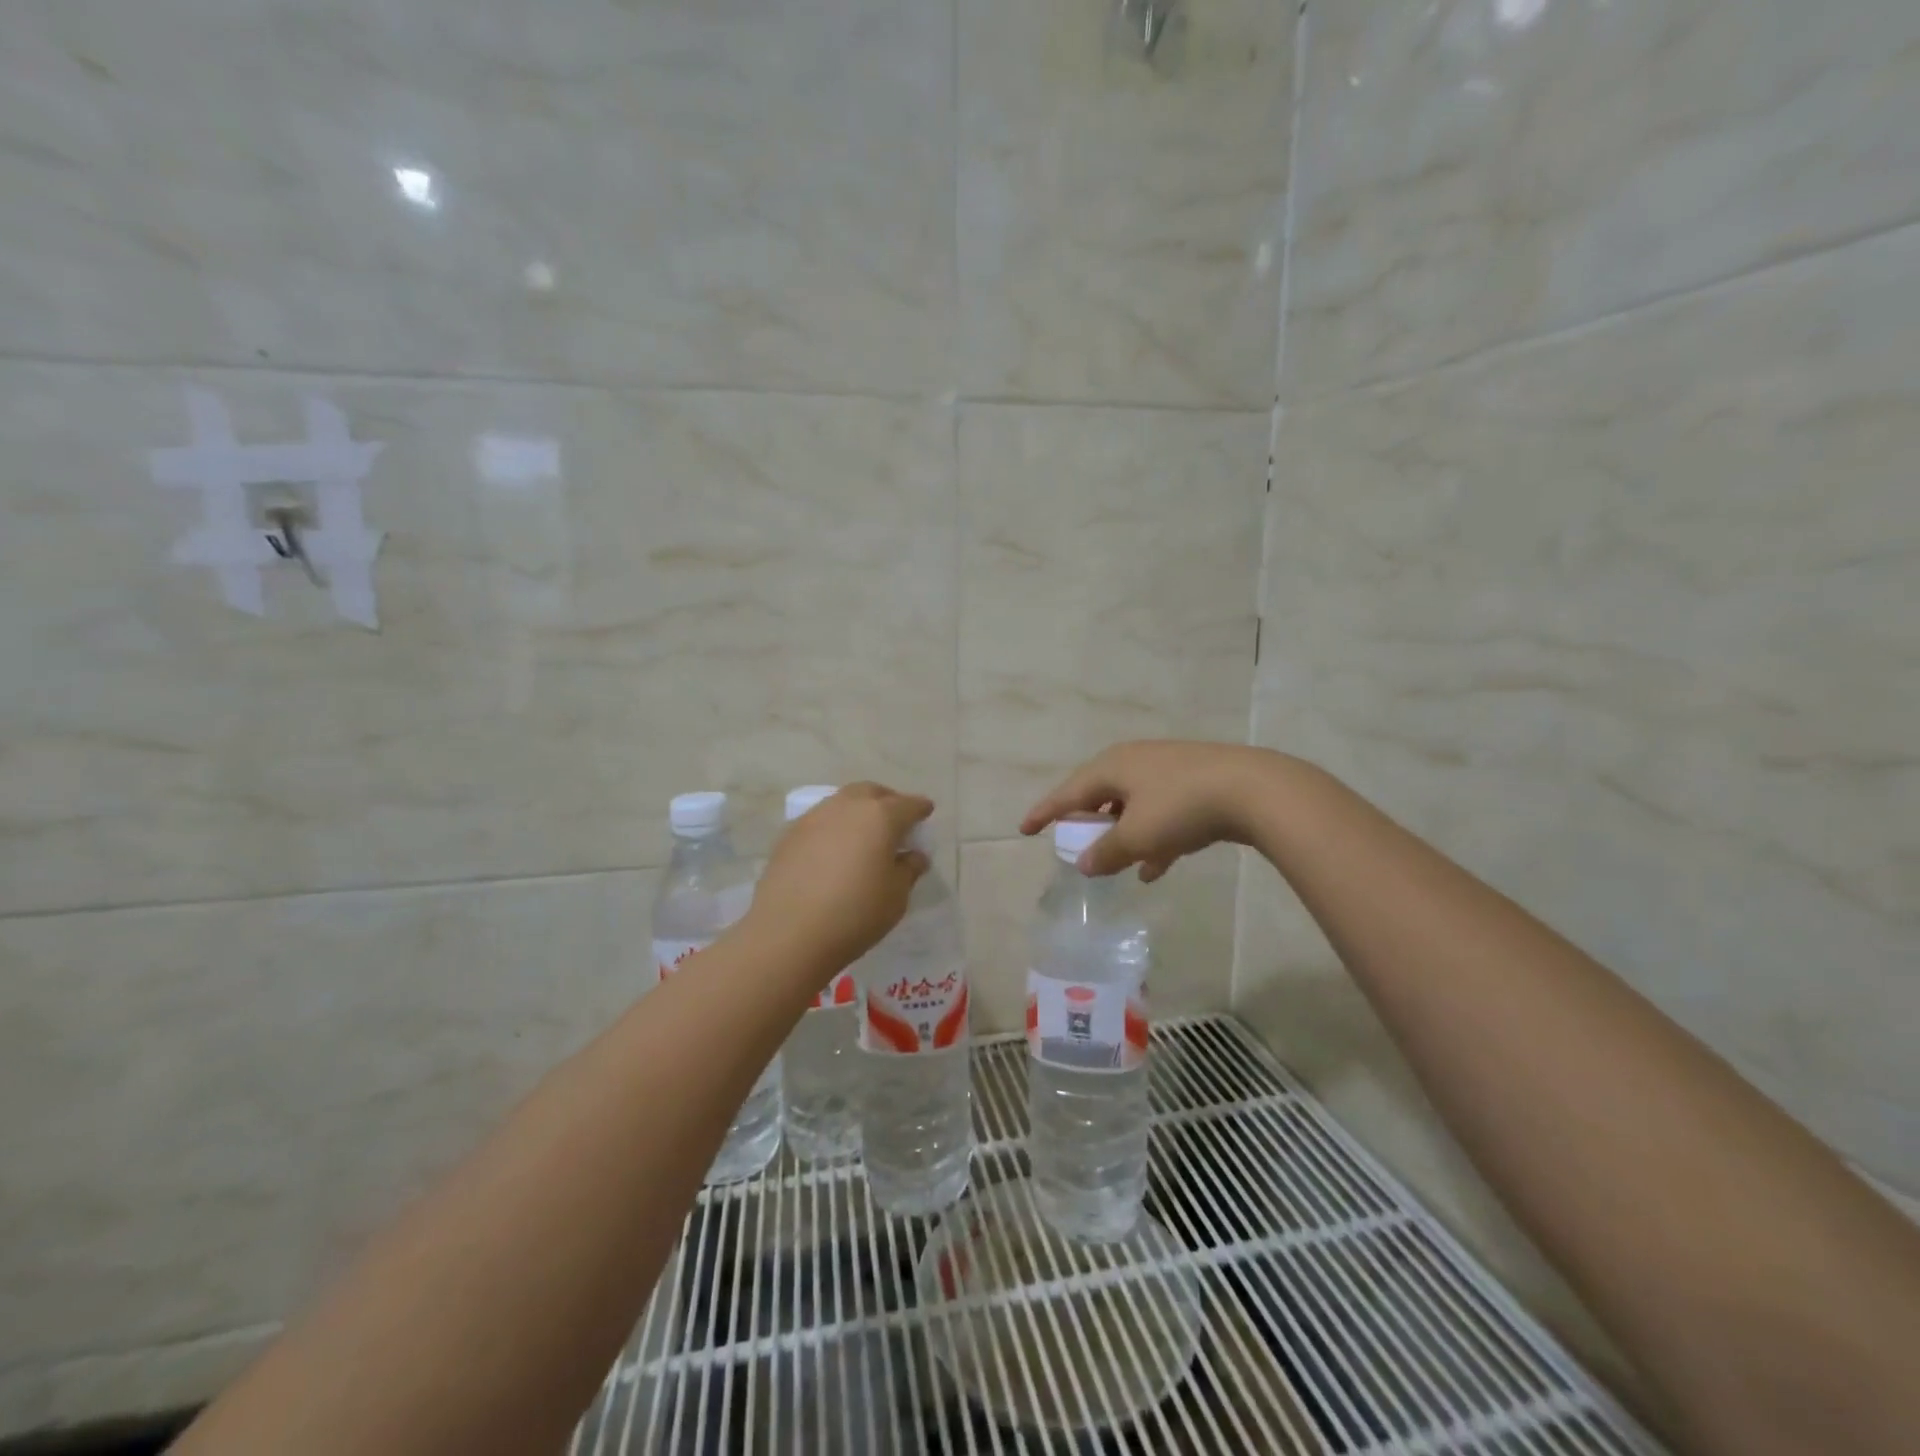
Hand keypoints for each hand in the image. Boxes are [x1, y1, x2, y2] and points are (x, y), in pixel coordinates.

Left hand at [743, 782, 932, 978]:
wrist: (788, 933)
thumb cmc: (855, 913)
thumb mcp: (896, 896)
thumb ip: (909, 870)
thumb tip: (913, 855)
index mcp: (880, 816)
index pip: (908, 804)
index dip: (920, 809)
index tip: (926, 813)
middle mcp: (847, 806)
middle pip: (872, 792)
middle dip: (887, 801)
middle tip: (895, 820)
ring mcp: (814, 817)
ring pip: (843, 802)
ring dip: (857, 811)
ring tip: (863, 834)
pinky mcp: (789, 834)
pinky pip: (820, 821)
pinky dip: (834, 827)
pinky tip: (834, 850)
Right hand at [1020, 740, 1281, 881]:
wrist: (1254, 789)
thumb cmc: (1182, 808)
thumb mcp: (1137, 836)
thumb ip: (1106, 852)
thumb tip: (1082, 864)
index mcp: (1112, 767)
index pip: (1068, 792)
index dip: (1045, 812)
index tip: (1024, 829)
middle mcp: (1135, 762)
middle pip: (1100, 795)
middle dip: (1088, 822)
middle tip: (1074, 842)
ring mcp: (1167, 771)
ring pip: (1132, 806)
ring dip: (1122, 835)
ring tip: (1116, 864)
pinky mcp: (1194, 784)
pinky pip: (1161, 813)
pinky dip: (1152, 838)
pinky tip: (1157, 868)